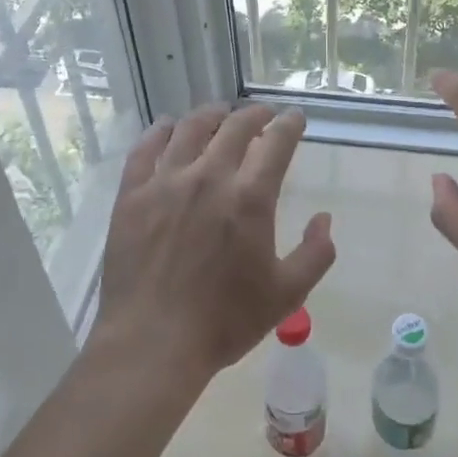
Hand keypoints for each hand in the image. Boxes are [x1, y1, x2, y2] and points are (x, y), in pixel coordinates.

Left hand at [95, 103, 335, 380]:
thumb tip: (324, 218)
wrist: (152, 344)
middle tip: (262, 115)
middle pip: (234, 127)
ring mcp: (166, 182)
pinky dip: (160, 131)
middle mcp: (209, 177)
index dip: (289, 124)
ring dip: (211, 114)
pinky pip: (146, 148)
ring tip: (220, 112)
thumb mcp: (287, 295)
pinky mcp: (132, 194)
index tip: (295, 117)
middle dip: (254, 114)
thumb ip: (315, 254)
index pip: (275, 143)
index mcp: (249, 198)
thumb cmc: (224, 321)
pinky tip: (168, 127)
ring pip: (190, 128)